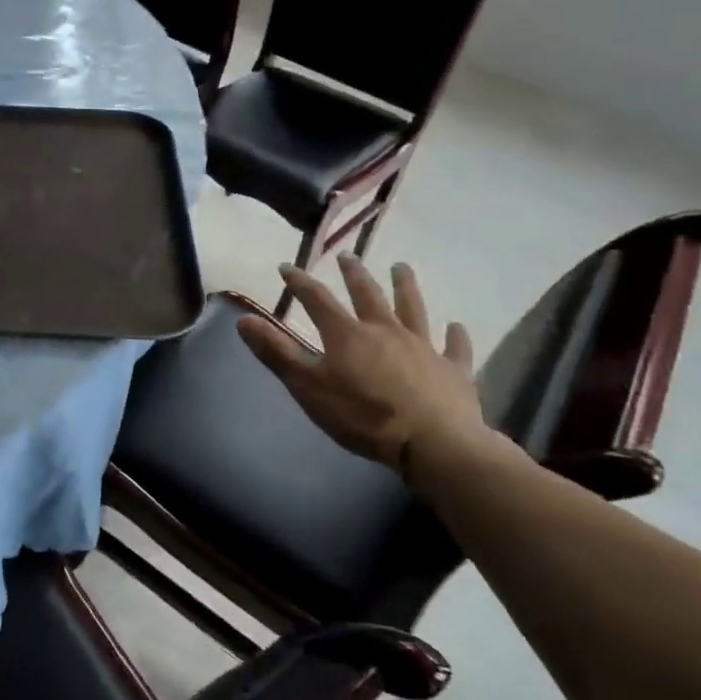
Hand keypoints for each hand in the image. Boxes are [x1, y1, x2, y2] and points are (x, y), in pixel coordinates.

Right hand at [237, 255, 485, 471]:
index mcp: (347, 334)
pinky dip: (455, 336)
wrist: (432, 443)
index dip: (299, 283)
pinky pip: (455, 347)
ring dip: (405, 287)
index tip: (287, 267)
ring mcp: (423, 347)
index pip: (317, 300)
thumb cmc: (362, 415)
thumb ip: (276, 352)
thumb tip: (243, 319)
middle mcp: (385, 330)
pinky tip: (456, 326)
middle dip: (354, 274)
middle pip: (367, 295)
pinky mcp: (453, 370)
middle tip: (347, 256)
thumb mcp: (308, 386)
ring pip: (413, 309)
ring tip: (401, 268)